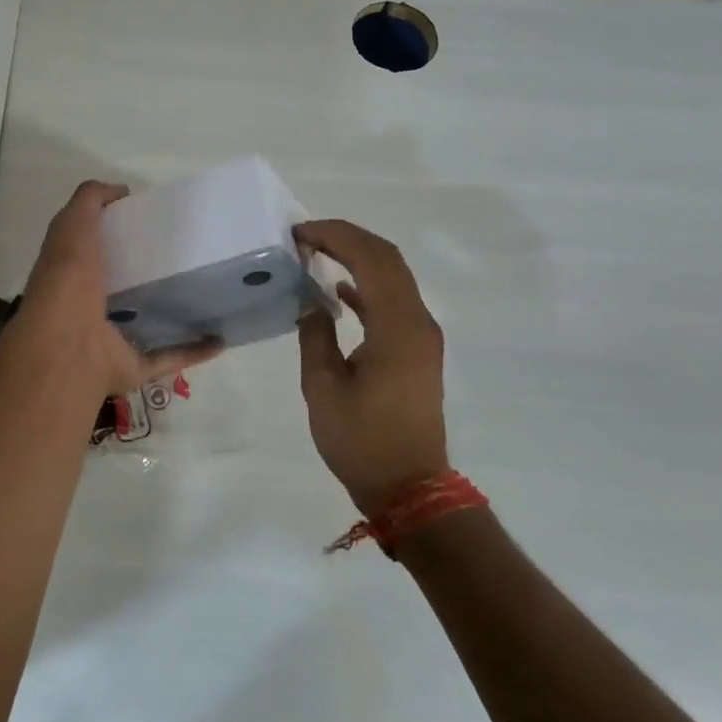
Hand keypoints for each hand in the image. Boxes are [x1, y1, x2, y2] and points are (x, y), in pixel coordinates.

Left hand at [13, 181, 221, 400]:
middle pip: (122, 290)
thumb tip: (121, 191)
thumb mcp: (72, 224)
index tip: (155, 224)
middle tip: (189, 255)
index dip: (120, 237)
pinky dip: (193, 351)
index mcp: (73, 274)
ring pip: (146, 325)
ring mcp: (111, 341)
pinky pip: (167, 358)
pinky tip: (220, 339)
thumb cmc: (67, 279)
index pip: (95, 253)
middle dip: (150, 275)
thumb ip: (90, 200)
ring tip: (207, 294)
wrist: (67, 344)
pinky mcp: (133, 366)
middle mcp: (89, 308)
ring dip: (172, 314)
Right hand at [295, 220, 449, 516]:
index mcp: (397, 327)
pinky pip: (393, 301)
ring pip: (393, 276)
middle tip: (304, 236)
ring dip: (357, 258)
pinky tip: (338, 291)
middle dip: (346, 238)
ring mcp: (422, 335)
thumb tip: (311, 302)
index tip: (299, 233)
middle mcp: (417, 321)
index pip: (371, 259)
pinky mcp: (417, 349)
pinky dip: (366, 285)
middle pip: (387, 259)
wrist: (410, 487)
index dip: (335, 236)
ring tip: (315, 253)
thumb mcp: (323, 388)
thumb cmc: (361, 441)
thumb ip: (315, 335)